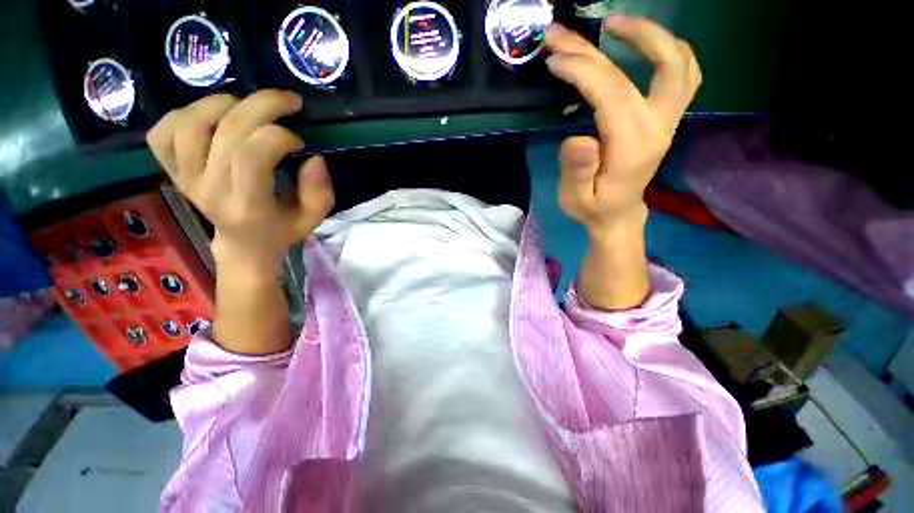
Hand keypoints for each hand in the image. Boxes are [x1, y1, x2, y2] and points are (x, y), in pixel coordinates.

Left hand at [146, 90, 334, 276]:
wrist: (244, 245)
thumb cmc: (283, 229)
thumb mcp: (313, 218)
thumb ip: (319, 192)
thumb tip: (314, 157)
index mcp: (247, 207)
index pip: (250, 156)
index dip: (278, 136)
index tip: (299, 142)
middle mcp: (209, 190)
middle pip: (227, 132)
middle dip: (263, 106)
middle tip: (289, 103)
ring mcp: (185, 179)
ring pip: (190, 124)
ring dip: (222, 103)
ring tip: (248, 106)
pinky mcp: (172, 171)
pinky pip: (163, 133)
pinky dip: (184, 114)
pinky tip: (211, 117)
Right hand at [544, 17, 700, 238]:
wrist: (618, 215)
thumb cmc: (593, 208)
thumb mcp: (576, 199)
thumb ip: (577, 173)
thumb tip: (575, 139)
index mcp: (633, 145)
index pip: (613, 92)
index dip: (583, 69)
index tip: (553, 58)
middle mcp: (659, 125)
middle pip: (647, 67)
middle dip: (602, 45)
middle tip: (564, 32)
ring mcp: (668, 118)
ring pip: (678, 61)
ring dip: (649, 34)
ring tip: (613, 24)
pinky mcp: (667, 117)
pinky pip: (683, 72)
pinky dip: (666, 49)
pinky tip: (642, 44)